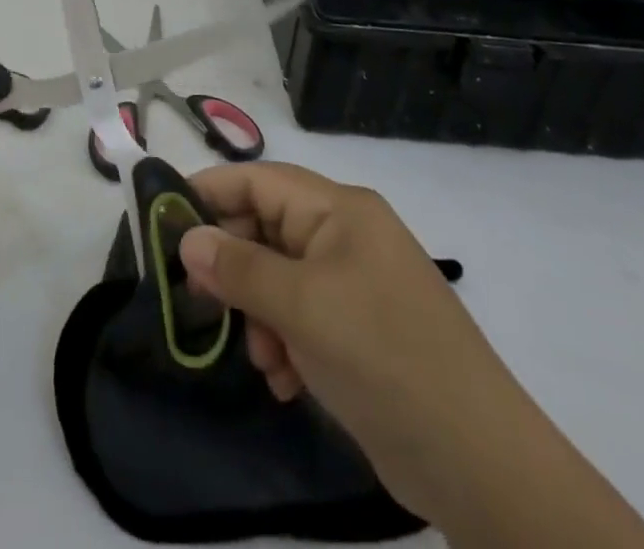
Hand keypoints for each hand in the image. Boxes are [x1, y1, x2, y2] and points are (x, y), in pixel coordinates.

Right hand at [178, 162, 643, 548]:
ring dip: (258, 314)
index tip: (164, 218)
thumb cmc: (383, 357)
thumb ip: (239, 268)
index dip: (211, 193)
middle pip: (266, 229)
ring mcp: (355, 284)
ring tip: (262, 357)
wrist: (478, 462)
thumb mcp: (302, 307)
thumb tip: (187, 239)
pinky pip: (301, 317)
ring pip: (278, 278)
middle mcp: (346, 237)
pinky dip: (284, 341)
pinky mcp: (360, 330)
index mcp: (339, 211)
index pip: (260, 181)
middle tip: (198, 299)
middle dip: (234, 266)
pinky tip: (284, 380)